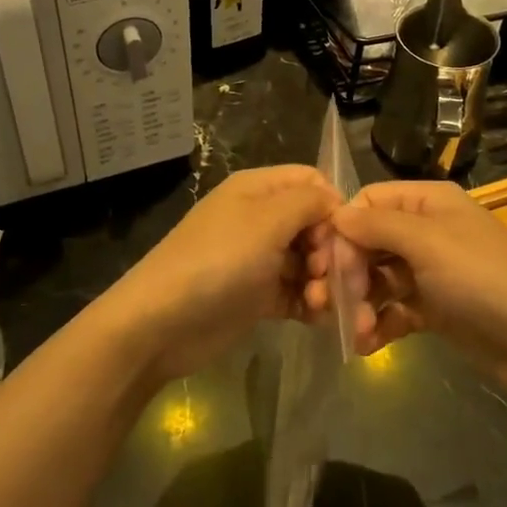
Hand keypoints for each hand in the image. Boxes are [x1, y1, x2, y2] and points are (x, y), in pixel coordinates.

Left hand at [103, 165, 339, 383]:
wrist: (162, 323)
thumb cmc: (218, 261)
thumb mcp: (266, 221)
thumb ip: (308, 202)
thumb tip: (335, 203)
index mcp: (258, 190)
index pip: (311, 182)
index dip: (333, 205)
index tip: (345, 237)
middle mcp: (260, 219)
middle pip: (314, 224)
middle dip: (331, 250)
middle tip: (330, 276)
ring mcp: (258, 259)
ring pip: (308, 261)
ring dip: (324, 281)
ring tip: (320, 302)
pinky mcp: (257, 296)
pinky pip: (296, 292)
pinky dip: (310, 303)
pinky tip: (318, 317)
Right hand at [306, 182, 506, 390]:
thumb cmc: (484, 280)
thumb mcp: (429, 243)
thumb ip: (378, 226)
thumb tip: (335, 214)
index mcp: (428, 201)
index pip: (368, 203)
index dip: (343, 230)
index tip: (326, 265)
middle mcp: (426, 231)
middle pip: (368, 242)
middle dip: (348, 273)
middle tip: (332, 306)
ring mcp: (430, 271)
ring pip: (377, 279)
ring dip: (359, 303)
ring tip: (355, 332)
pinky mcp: (434, 309)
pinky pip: (393, 309)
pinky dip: (378, 324)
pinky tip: (366, 345)